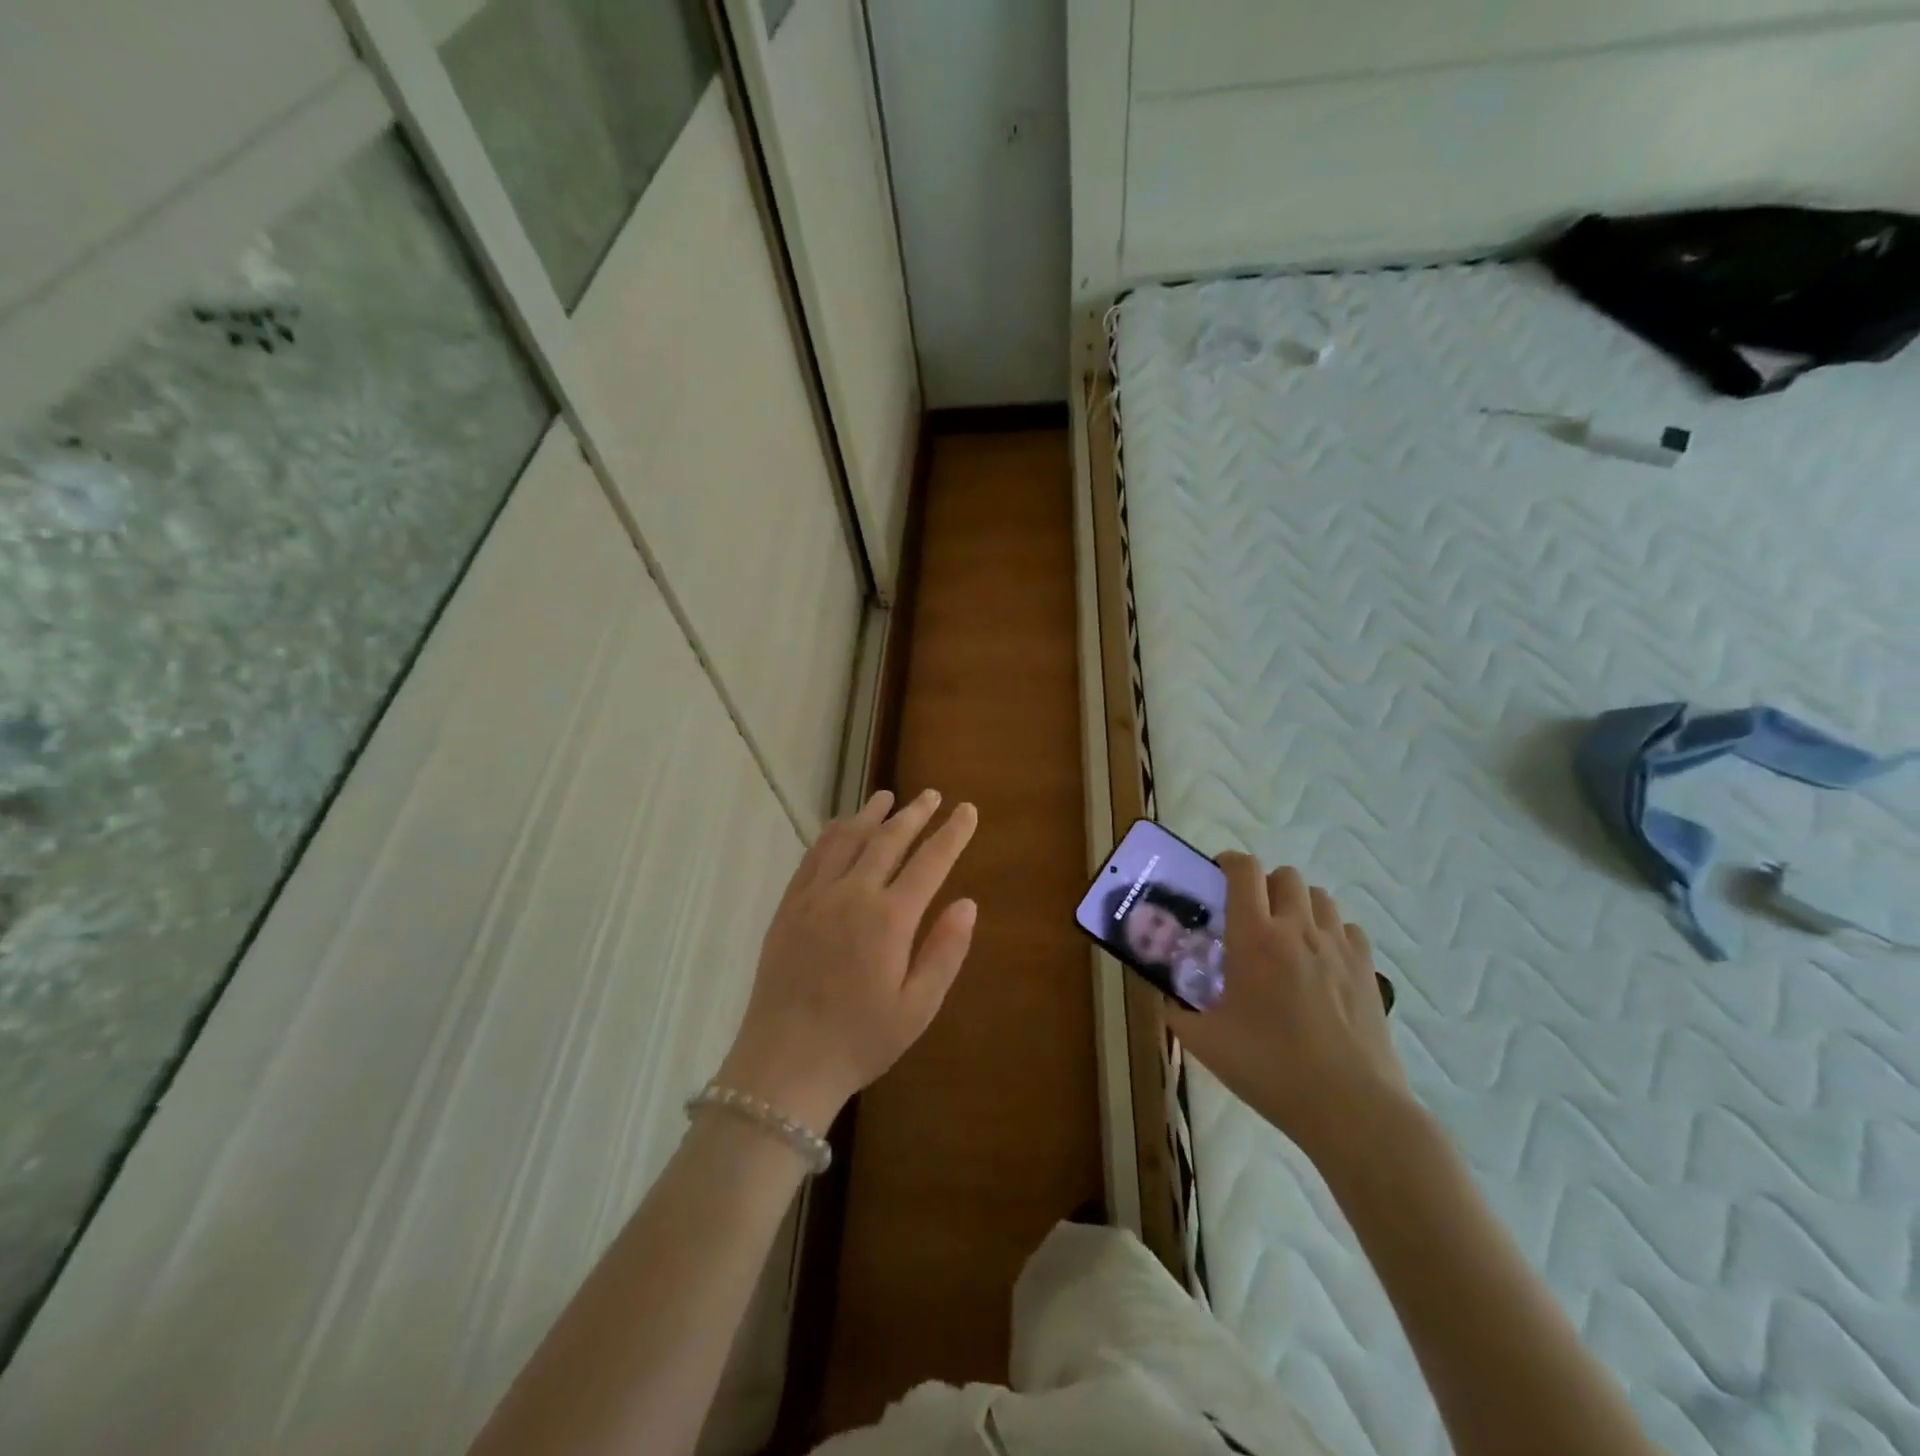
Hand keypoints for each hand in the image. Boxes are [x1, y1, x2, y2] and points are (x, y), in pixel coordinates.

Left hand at [718, 789, 978, 1133]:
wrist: (785, 1062)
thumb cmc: (859, 1040)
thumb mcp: (917, 1008)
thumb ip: (944, 951)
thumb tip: (967, 903)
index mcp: (890, 919)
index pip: (930, 862)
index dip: (952, 834)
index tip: (967, 810)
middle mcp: (852, 895)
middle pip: (888, 840)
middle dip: (914, 814)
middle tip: (931, 795)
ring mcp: (815, 897)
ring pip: (847, 840)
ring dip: (871, 815)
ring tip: (887, 797)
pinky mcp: (789, 907)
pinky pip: (813, 857)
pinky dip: (831, 834)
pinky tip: (839, 826)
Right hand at [1169, 854, 1409, 1163]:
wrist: (1349, 1107)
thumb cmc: (1269, 1068)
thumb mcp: (1205, 1042)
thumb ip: (1177, 1010)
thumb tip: (1164, 996)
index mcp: (1254, 937)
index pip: (1244, 870)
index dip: (1228, 863)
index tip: (1216, 879)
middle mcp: (1297, 929)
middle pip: (1284, 876)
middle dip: (1264, 886)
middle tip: (1250, 917)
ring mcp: (1338, 947)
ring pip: (1319, 897)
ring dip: (1298, 905)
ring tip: (1286, 937)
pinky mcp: (1367, 970)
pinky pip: (1348, 928)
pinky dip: (1331, 932)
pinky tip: (1321, 961)